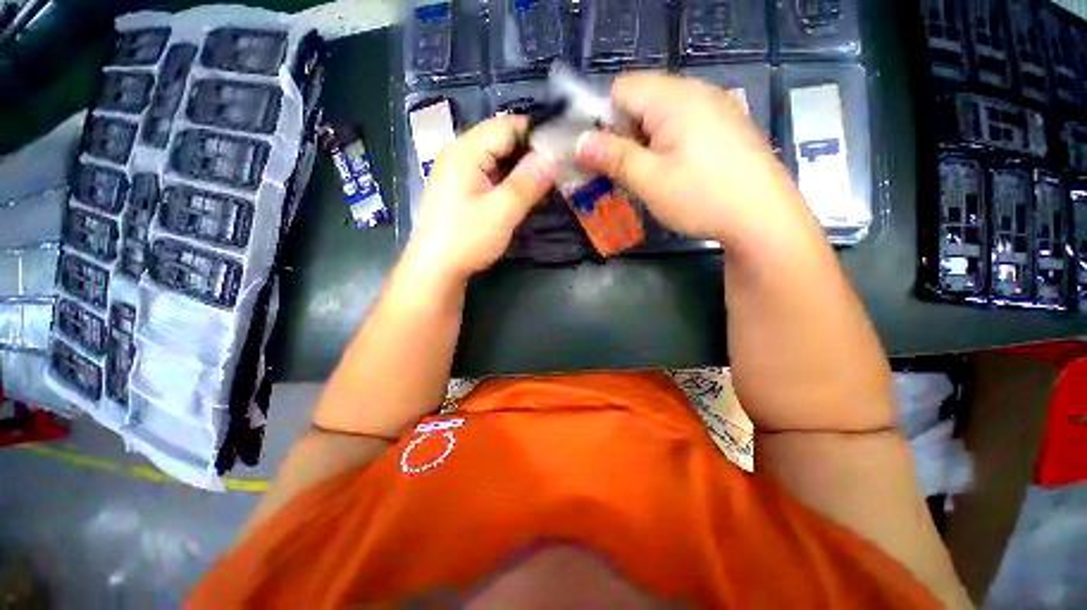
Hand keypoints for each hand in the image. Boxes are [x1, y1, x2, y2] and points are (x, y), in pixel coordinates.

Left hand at [404, 115, 555, 281]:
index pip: (507, 126)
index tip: (561, 150)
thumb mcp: (501, 212)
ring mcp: (456, 170)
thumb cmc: (466, 239)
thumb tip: (552, 157)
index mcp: (466, 151)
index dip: (536, 134)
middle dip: (529, 151)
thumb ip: (527, 183)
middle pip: (500, 139)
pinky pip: (488, 172)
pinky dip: (507, 177)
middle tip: (556, 169)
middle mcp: (458, 153)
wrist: (435, 268)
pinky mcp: (459, 187)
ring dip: (519, 166)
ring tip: (544, 180)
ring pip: (495, 157)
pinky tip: (520, 191)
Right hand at [575, 72, 808, 245]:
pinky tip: (670, 172)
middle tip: (620, 171)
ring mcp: (714, 108)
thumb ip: (613, 157)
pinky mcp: (724, 128)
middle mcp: (696, 92)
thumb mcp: (650, 180)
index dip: (602, 118)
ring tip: (644, 176)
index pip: (621, 88)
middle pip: (641, 100)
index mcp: (675, 98)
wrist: (763, 218)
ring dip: (642, 143)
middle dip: (622, 133)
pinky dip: (665, 145)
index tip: (598, 154)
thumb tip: (580, 142)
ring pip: (660, 116)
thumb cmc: (702, 197)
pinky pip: (681, 126)